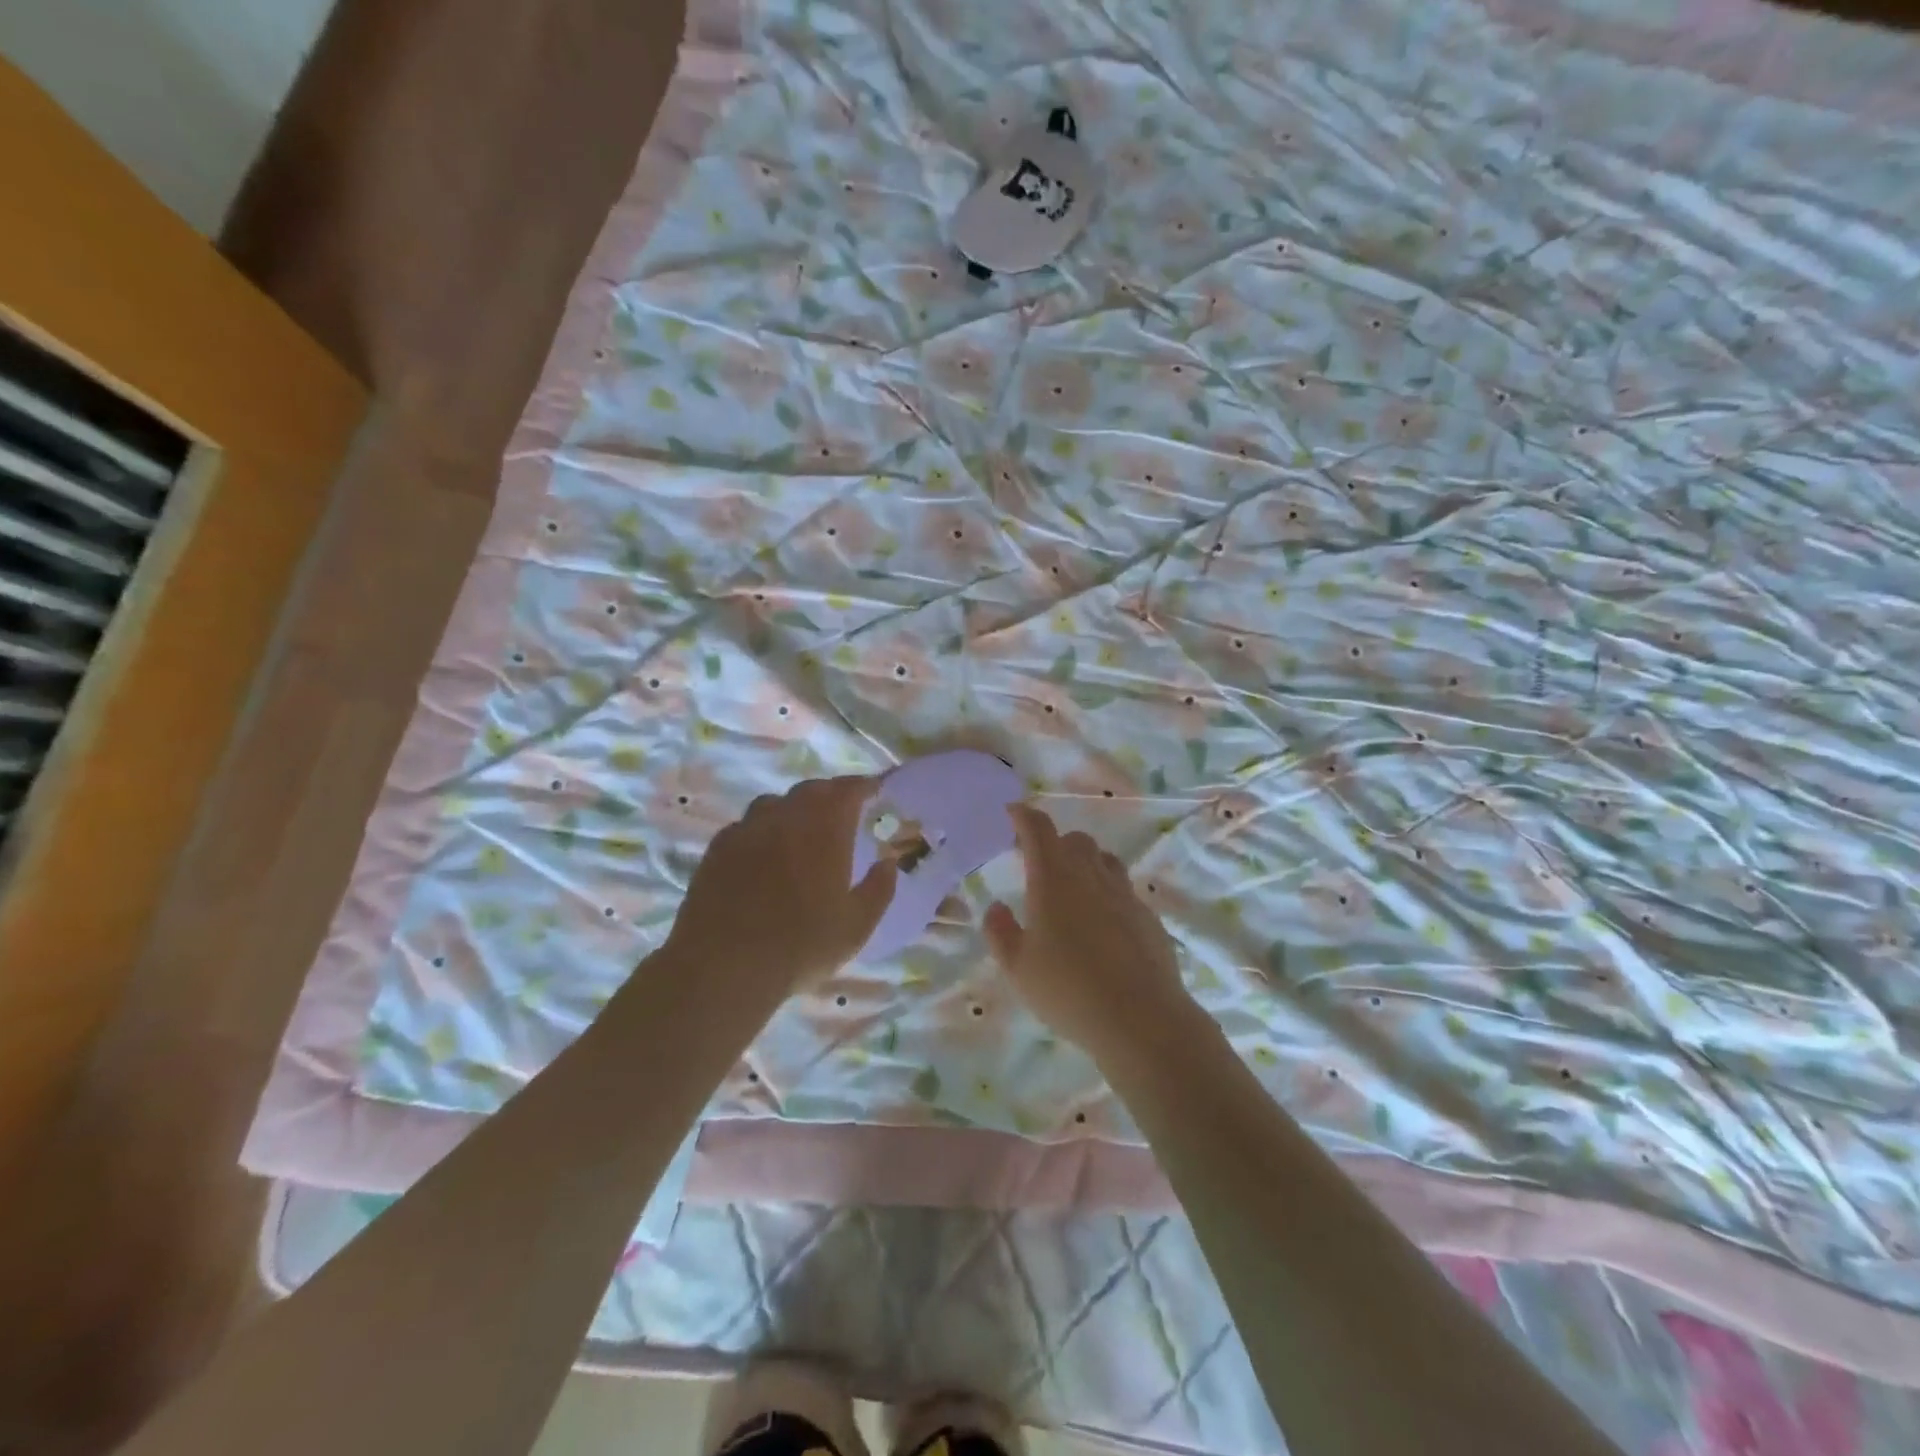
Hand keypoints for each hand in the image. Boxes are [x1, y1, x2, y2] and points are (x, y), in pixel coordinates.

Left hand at [664, 776, 896, 993]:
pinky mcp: (717, 848)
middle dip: (830, 795)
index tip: (874, 790)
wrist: (723, 967)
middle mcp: (785, 817)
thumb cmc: (800, 946)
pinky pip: (746, 826)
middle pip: (811, 790)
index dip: (863, 786)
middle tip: (841, 812)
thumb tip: (888, 862)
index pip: (848, 790)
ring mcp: (747, 829)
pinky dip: (762, 830)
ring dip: (793, 809)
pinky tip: (763, 854)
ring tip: (800, 831)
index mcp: (824, 828)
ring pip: (774, 804)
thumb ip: (879, 889)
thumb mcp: (856, 926)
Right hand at [983, 805, 1192, 1056]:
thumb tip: (997, 908)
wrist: (1140, 1018)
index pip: (1038, 830)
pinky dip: (1108, 893)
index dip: (1024, 816)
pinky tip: (1102, 924)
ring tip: (1074, 888)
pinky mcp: (1148, 917)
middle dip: (1056, 843)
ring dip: (1086, 863)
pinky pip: (1124, 890)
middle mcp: (1090, 876)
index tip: (1013, 812)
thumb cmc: (1068, 990)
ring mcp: (1124, 895)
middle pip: (1075, 840)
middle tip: (1040, 864)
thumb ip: (1001, 932)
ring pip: (1105, 860)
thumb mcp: (1018, 968)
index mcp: (1053, 880)